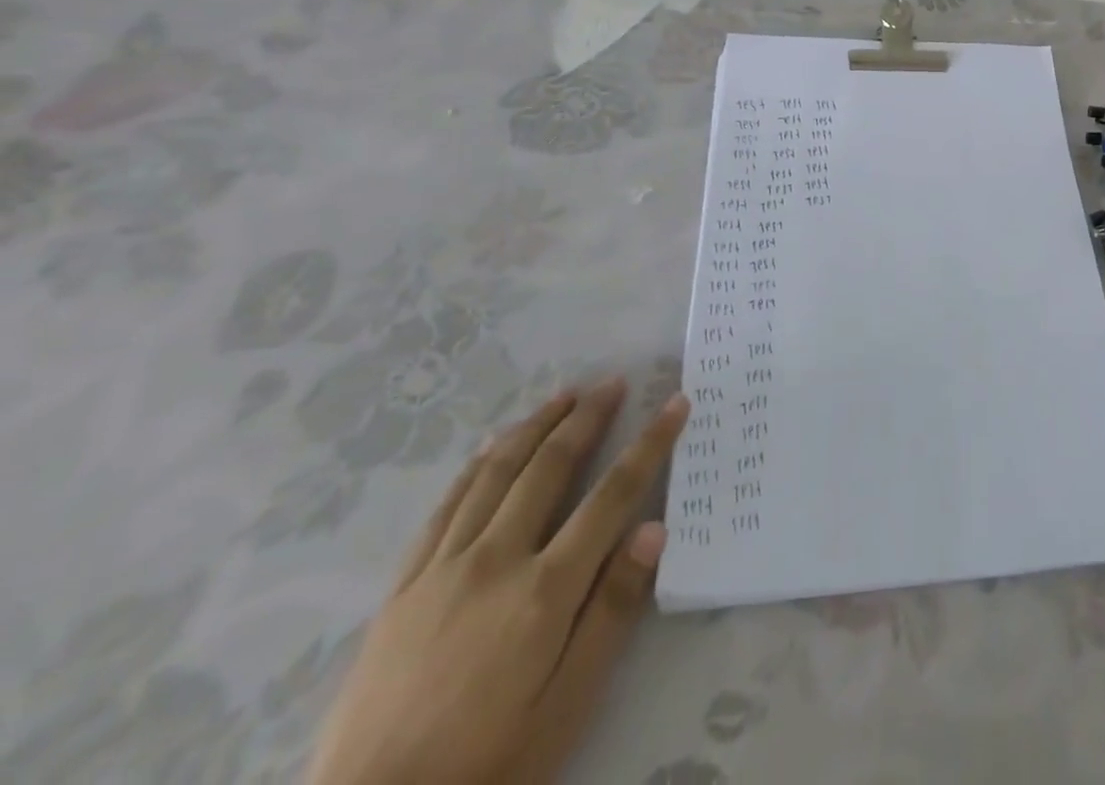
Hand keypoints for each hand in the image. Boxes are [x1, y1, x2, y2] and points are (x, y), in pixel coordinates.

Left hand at [307, 380, 690, 784]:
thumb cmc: (488, 765)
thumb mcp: (567, 704)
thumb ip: (612, 611)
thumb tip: (654, 529)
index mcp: (545, 589)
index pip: (613, 494)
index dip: (650, 443)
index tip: (675, 404)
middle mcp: (496, 559)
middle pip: (550, 466)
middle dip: (588, 417)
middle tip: (613, 382)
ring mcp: (444, 566)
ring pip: (497, 472)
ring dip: (535, 426)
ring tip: (563, 395)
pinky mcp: (405, 584)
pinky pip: (447, 504)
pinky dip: (477, 465)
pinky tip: (492, 447)